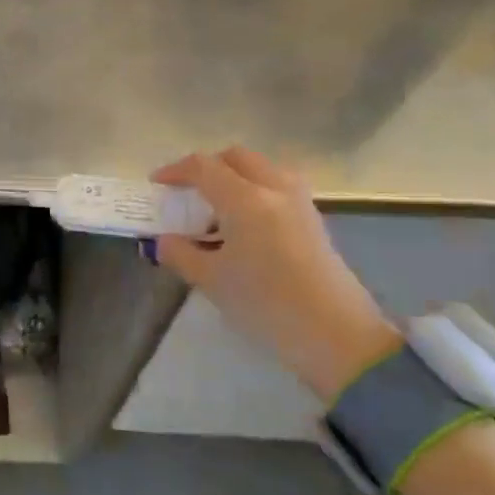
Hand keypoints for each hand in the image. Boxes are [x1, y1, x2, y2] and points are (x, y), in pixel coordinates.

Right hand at [152, 148, 401, 401]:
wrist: (337, 336)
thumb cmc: (266, 304)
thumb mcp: (212, 281)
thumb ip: (181, 254)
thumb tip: (164, 240)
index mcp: (245, 199)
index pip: (203, 167)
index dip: (175, 171)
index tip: (157, 184)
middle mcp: (274, 188)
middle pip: (236, 158)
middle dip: (207, 167)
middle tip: (188, 190)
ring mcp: (299, 202)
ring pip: (261, 168)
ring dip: (235, 176)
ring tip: (217, 207)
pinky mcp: (314, 219)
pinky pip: (278, 186)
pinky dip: (255, 191)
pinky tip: (246, 224)